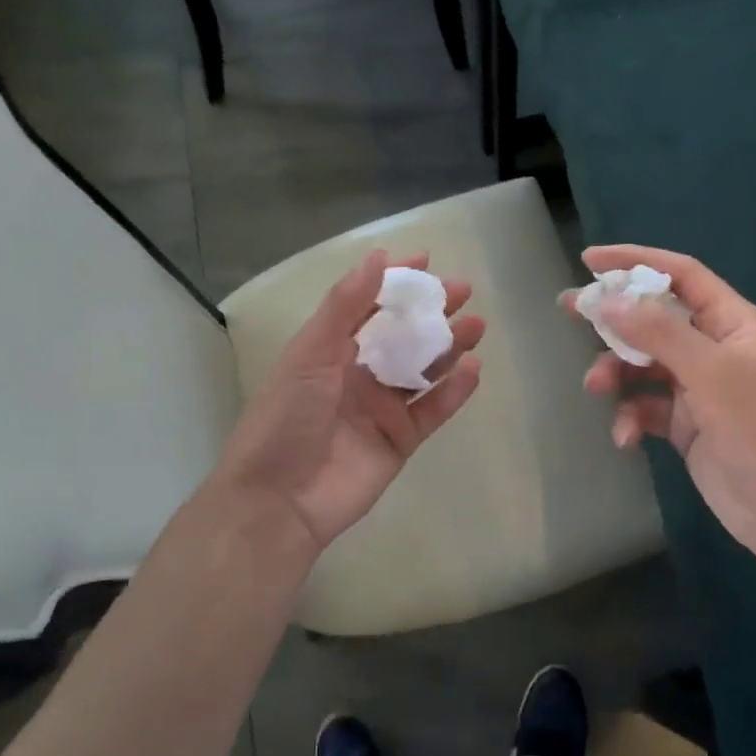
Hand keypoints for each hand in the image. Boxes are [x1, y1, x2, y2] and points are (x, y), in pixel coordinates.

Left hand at [216, 248, 483, 554]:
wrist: (280, 499)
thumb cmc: (286, 417)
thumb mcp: (311, 353)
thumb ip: (346, 306)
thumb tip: (379, 257)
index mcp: (330, 350)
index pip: (368, 306)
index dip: (395, 283)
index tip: (426, 261)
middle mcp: (358, 374)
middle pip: (403, 335)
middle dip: (431, 311)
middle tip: (463, 291)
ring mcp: (381, 408)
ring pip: (423, 369)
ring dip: (449, 347)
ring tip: (476, 325)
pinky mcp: (400, 440)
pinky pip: (433, 410)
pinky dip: (454, 391)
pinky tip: (473, 370)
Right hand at [564, 245, 755, 556]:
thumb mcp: (713, 372)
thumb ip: (660, 333)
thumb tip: (609, 301)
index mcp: (733, 323)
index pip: (682, 275)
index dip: (637, 262)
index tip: (590, 260)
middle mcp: (715, 350)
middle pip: (655, 319)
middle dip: (614, 317)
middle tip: (569, 309)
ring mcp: (700, 389)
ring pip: (644, 366)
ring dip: (617, 373)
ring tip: (596, 388)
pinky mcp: (686, 426)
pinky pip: (646, 408)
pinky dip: (631, 418)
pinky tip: (626, 438)